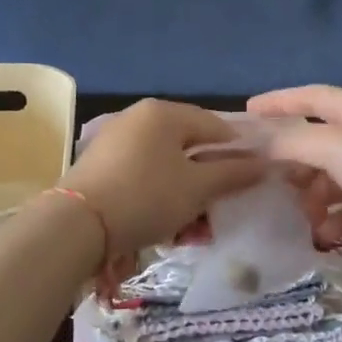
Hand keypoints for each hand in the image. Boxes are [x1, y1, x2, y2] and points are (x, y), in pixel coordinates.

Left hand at [59, 100, 263, 261]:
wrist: (75, 226)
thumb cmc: (146, 197)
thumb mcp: (197, 188)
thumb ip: (233, 174)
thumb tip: (265, 164)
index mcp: (164, 113)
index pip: (215, 126)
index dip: (238, 152)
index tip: (251, 180)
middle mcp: (139, 118)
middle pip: (190, 146)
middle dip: (209, 180)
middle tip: (220, 209)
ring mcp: (117, 141)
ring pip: (167, 166)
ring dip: (186, 195)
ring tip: (194, 228)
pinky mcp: (102, 166)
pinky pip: (144, 176)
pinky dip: (161, 197)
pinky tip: (167, 226)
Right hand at [247, 86, 341, 260]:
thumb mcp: (334, 144)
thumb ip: (292, 141)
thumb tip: (258, 141)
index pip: (314, 98)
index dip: (281, 101)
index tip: (249, 110)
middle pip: (319, 144)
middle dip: (293, 160)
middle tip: (265, 177)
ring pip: (331, 183)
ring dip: (310, 197)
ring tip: (293, 212)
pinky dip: (331, 223)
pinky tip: (318, 235)